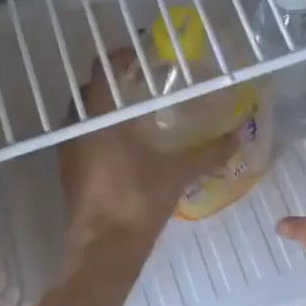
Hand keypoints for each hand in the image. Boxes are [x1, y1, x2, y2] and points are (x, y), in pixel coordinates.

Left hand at [59, 60, 235, 259]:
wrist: (104, 249)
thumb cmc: (138, 201)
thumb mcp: (178, 173)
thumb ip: (208, 153)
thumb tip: (238, 137)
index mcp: (101, 118)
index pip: (103, 69)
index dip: (120, 57)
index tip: (141, 56)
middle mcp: (77, 127)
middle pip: (89, 89)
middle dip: (112, 82)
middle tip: (140, 83)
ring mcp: (68, 151)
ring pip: (81, 115)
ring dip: (102, 107)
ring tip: (132, 113)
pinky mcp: (67, 172)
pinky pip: (79, 138)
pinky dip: (96, 132)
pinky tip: (122, 146)